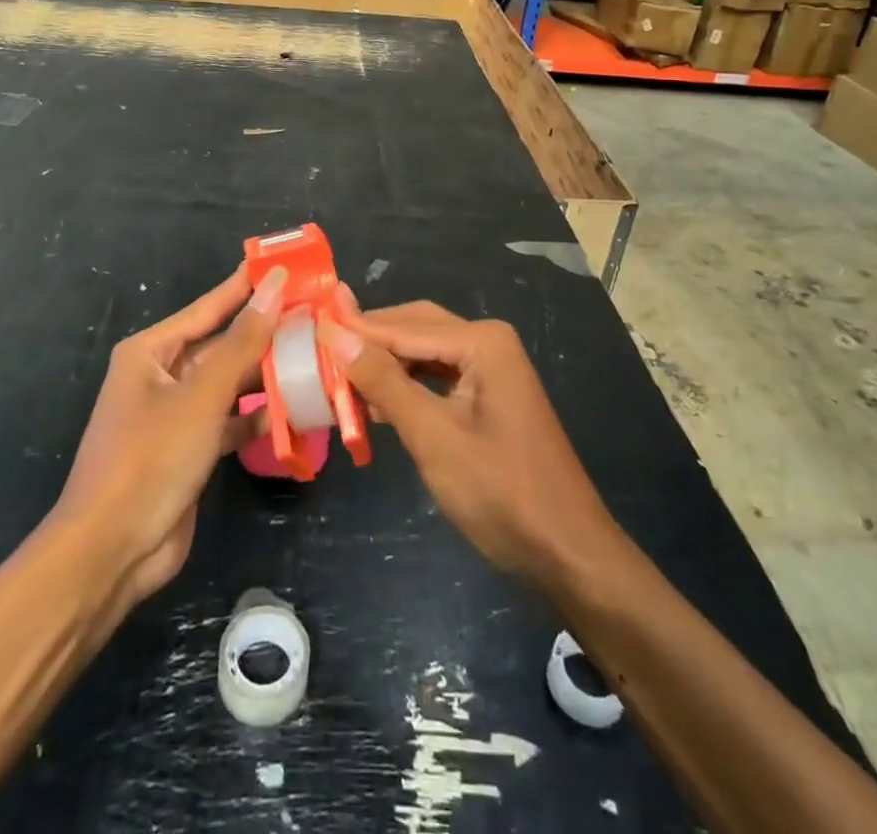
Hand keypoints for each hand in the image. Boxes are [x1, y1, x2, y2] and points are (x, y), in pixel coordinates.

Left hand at [52, 264, 286, 609]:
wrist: (112, 552)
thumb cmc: (150, 458)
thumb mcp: (201, 395)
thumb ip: (243, 341)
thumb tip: (275, 287)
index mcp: (151, 351)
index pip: (209, 306)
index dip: (248, 285)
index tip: (286, 264)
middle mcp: (162, 375)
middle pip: (222, 345)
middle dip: (265, 333)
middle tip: (315, 313)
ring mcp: (176, 414)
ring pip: (229, 383)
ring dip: (266, 375)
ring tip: (315, 355)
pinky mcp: (190, 448)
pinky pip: (230, 420)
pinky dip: (258, 418)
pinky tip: (296, 411)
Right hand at [321, 291, 617, 585]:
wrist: (568, 552)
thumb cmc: (500, 492)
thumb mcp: (433, 436)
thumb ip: (383, 382)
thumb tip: (336, 335)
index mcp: (481, 342)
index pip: (403, 327)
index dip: (354, 328)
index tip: (308, 325)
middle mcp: (488, 343)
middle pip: (414, 329)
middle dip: (369, 341)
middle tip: (318, 347)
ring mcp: (491, 371)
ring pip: (424, 353)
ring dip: (384, 365)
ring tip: (336, 376)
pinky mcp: (489, 398)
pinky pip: (437, 378)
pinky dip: (405, 387)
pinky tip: (373, 403)